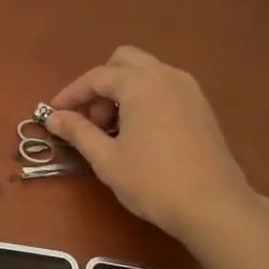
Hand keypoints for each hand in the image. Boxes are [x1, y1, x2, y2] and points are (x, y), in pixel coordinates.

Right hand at [46, 46, 268, 241]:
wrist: (214, 207)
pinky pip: (164, 87)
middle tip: (90, 118)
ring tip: (113, 128)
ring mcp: (189, 89)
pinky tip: (139, 132)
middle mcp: (166, 76)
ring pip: (147, 72)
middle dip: (101, 84)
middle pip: (124, 61)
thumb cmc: (153, 182)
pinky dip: (145, 97)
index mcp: (141, 84)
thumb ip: (78, 132)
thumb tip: (54, 117)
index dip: (71, 94)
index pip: (96, 77)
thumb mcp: (106, 159)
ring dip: (123, 89)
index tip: (53, 113)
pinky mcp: (202, 107)